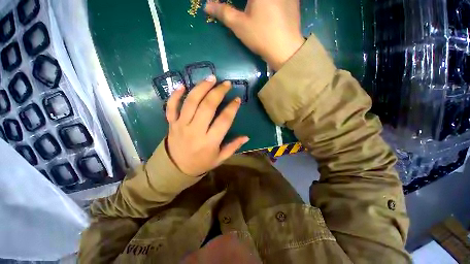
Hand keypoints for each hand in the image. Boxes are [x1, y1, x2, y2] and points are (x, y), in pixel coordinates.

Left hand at [166, 75, 248, 176]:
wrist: (175, 168)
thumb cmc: (201, 163)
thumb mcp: (220, 158)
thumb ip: (233, 147)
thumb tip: (246, 137)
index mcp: (210, 142)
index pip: (224, 120)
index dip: (232, 108)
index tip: (237, 99)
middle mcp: (195, 131)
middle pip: (207, 106)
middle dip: (218, 92)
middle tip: (226, 84)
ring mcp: (181, 125)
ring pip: (191, 102)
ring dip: (201, 88)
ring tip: (211, 78)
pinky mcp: (171, 123)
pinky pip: (171, 106)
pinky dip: (175, 95)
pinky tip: (183, 85)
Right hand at [204, 0, 304, 70]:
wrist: (286, 50)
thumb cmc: (261, 37)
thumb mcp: (239, 25)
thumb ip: (223, 12)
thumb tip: (207, 6)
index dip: (228, 1)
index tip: (223, 5)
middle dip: (241, 4)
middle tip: (237, 9)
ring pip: (261, 0)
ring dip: (252, 5)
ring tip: (250, 13)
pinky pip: (275, 0)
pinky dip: (266, 5)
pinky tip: (265, 12)